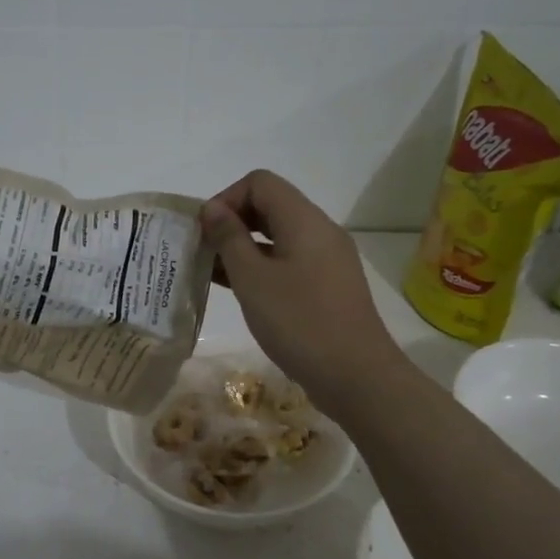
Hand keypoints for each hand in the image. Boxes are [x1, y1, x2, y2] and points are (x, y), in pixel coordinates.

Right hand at [200, 170, 406, 417]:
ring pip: (278, 236)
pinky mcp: (328, 285)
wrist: (356, 376)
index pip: (260, 182)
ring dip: (244, 247)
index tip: (205, 232)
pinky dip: (262, 267)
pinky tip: (239, 290)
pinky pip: (289, 261)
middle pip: (270, 206)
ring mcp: (327, 259)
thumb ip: (229, 238)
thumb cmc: (299, 322)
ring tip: (212, 273)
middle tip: (203, 252)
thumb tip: (212, 209)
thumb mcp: (253, 279)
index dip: (226, 198)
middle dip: (232, 222)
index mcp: (304, 220)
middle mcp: (320, 231)